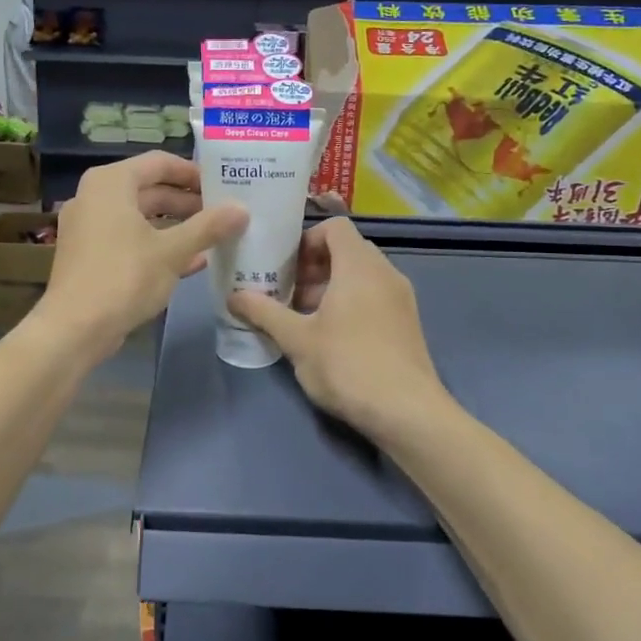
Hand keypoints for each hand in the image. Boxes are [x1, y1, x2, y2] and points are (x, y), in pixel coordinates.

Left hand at [36, 151, 247, 355]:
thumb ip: (208, 226)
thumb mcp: (172, 251)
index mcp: (111, 183)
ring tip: (214, 235)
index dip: (193, 172)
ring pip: (141, 216)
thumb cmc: (124, 277)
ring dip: (176, 225)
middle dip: (188, 201)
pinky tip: (193, 261)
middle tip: (223, 212)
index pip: (159, 162)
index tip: (223, 185)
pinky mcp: (90, 254)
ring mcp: (89, 226)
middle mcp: (95, 196)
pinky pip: (130, 238)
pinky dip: (158, 244)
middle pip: (149, 188)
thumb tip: (242, 209)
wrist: (74, 329)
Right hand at [229, 218, 445, 443]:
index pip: (335, 227)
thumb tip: (233, 297)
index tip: (286, 267)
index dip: (307, 240)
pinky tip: (331, 338)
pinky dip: (351, 303)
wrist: (408, 412)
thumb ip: (264, 312)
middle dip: (314, 267)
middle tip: (287, 293)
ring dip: (330, 287)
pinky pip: (375, 296)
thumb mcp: (296, 339)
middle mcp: (385, 273)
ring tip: (304, 318)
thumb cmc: (347, 365)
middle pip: (347, 251)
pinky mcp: (408, 323)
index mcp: (359, 265)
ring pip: (361, 276)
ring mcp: (401, 298)